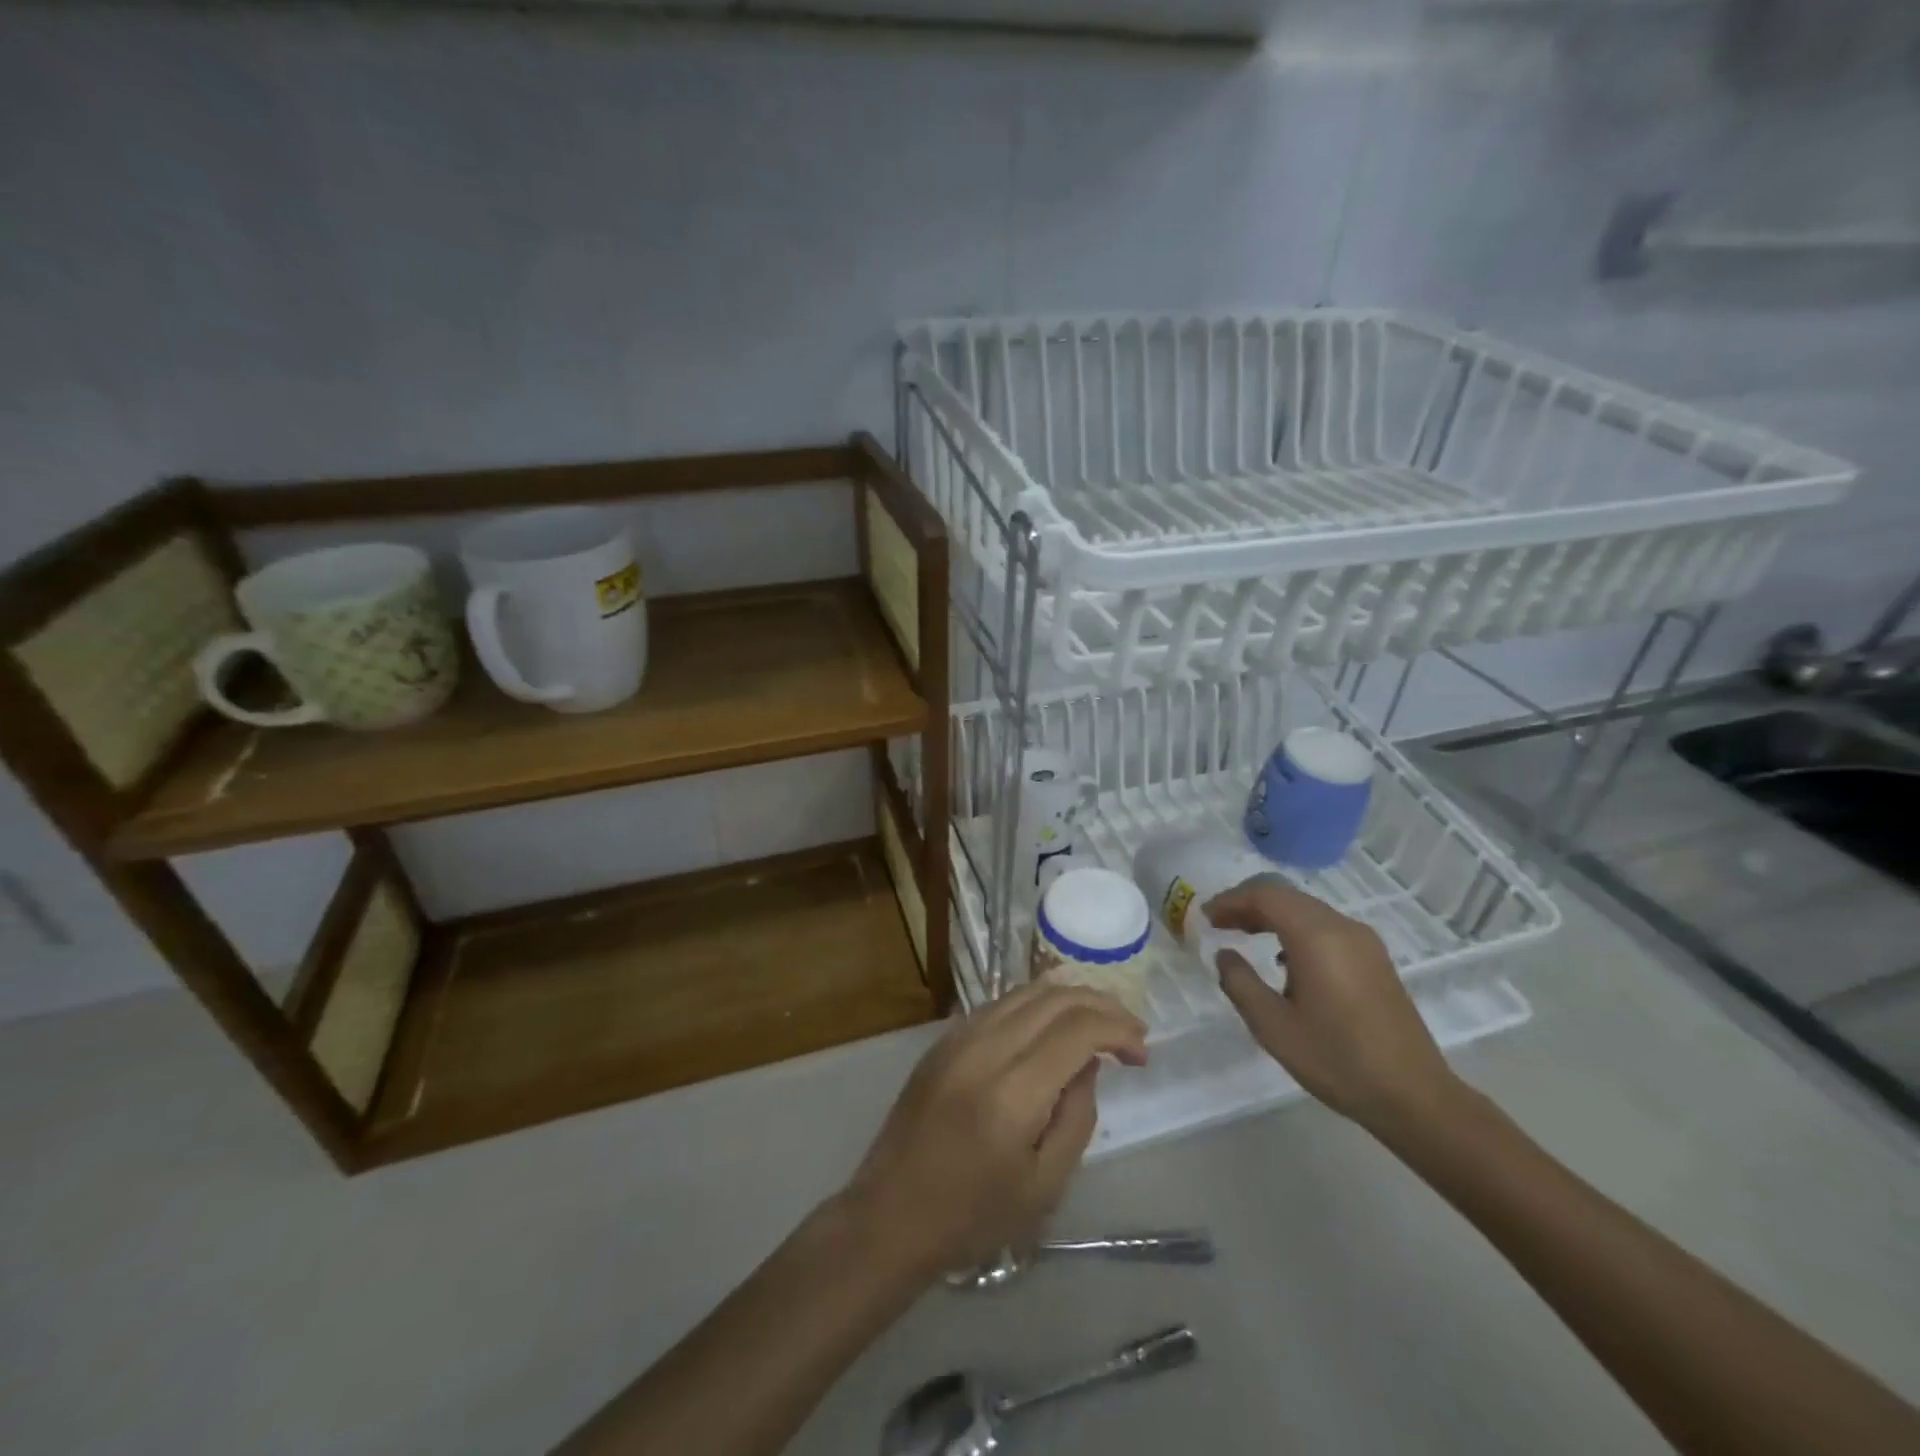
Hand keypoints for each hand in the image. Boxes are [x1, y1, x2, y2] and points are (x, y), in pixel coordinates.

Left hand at [843, 984, 1147, 1279]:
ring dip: (1069, 999)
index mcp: (1012, 1091)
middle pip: (1054, 998)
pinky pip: (999, 1004)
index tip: (1142, 1053)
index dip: (1118, 1030)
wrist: (890, 1213)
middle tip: (1130, 1032)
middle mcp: (984, 1048)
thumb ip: (1077, 1117)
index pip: (1077, 1029)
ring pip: (1025, 992)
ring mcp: (958, 1037)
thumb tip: (1088, 1064)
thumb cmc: (972, 1216)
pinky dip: (1036, 1005)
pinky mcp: (943, 1040)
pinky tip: (1052, 1026)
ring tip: (1099, 1022)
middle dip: (1101, 1005)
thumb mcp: (1044, 1186)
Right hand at [1205, 876, 1460, 1136]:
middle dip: (1248, 904)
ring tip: (1243, 936)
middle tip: (1218, 924)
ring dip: (1272, 915)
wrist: (1414, 1096)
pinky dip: (1295, 929)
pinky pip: (1325, 926)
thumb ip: (1240, 982)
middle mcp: (1342, 927)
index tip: (1205, 918)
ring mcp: (1364, 941)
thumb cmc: (1337, 1059)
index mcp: (1316, 937)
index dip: (1230, 901)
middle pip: (1286, 896)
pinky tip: (1283, 959)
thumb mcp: (1273, 1026)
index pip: (1265, 895)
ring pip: (1307, 909)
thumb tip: (1224, 954)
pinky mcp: (1374, 959)